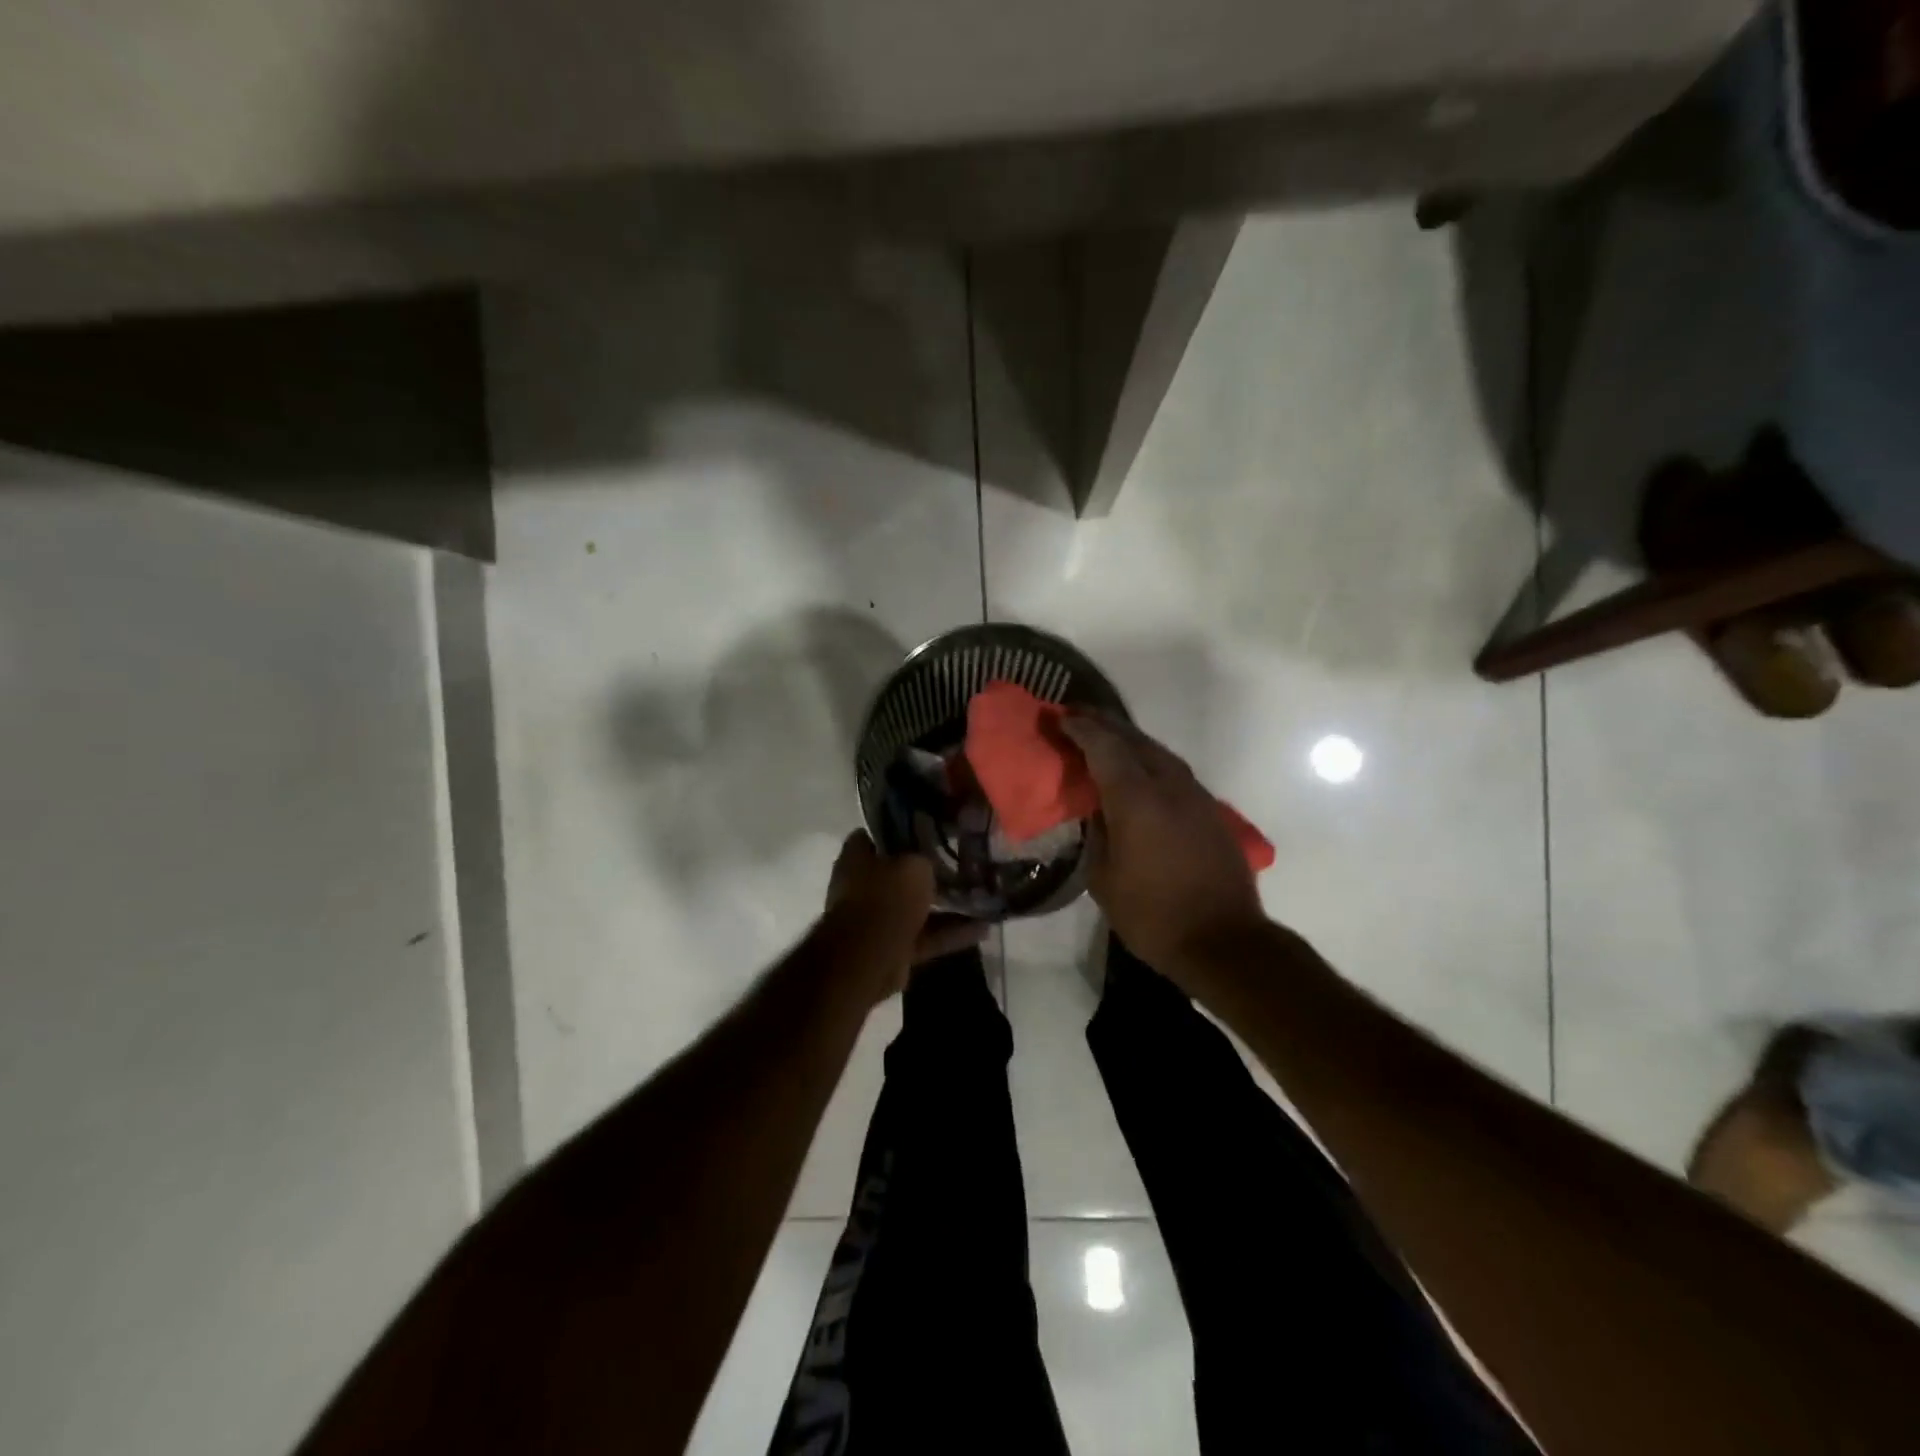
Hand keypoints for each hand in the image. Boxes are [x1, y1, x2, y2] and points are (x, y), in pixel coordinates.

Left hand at [823, 831, 987, 998]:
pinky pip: (926, 936)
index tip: (931, 829)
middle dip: (929, 871)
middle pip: (900, 873)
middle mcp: (863, 886)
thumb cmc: (888, 897)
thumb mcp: (915, 863)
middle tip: (962, 862)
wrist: (869, 958)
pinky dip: (951, 933)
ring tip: (981, 897)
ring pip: (917, 906)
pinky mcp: (894, 947)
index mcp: (857, 858)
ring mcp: (878, 919)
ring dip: (946, 905)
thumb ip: (925, 855)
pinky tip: (984, 929)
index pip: (878, 835)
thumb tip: (932, 856)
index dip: (903, 830)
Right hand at [1061, 714, 1267, 982]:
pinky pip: (1173, 771)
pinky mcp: (1210, 811)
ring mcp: (1195, 796)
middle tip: (1077, 714)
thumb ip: (1097, 834)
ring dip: (1129, 739)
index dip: (1079, 729)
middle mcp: (1169, 786)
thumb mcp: (1105, 879)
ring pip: (1158, 752)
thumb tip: (1096, 809)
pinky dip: (1149, 760)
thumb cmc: (1153, 916)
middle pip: (1133, 740)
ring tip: (1105, 735)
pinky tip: (1139, 769)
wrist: (1224, 941)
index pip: (1103, 747)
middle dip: (1103, 723)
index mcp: (1137, 800)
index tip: (1058, 718)